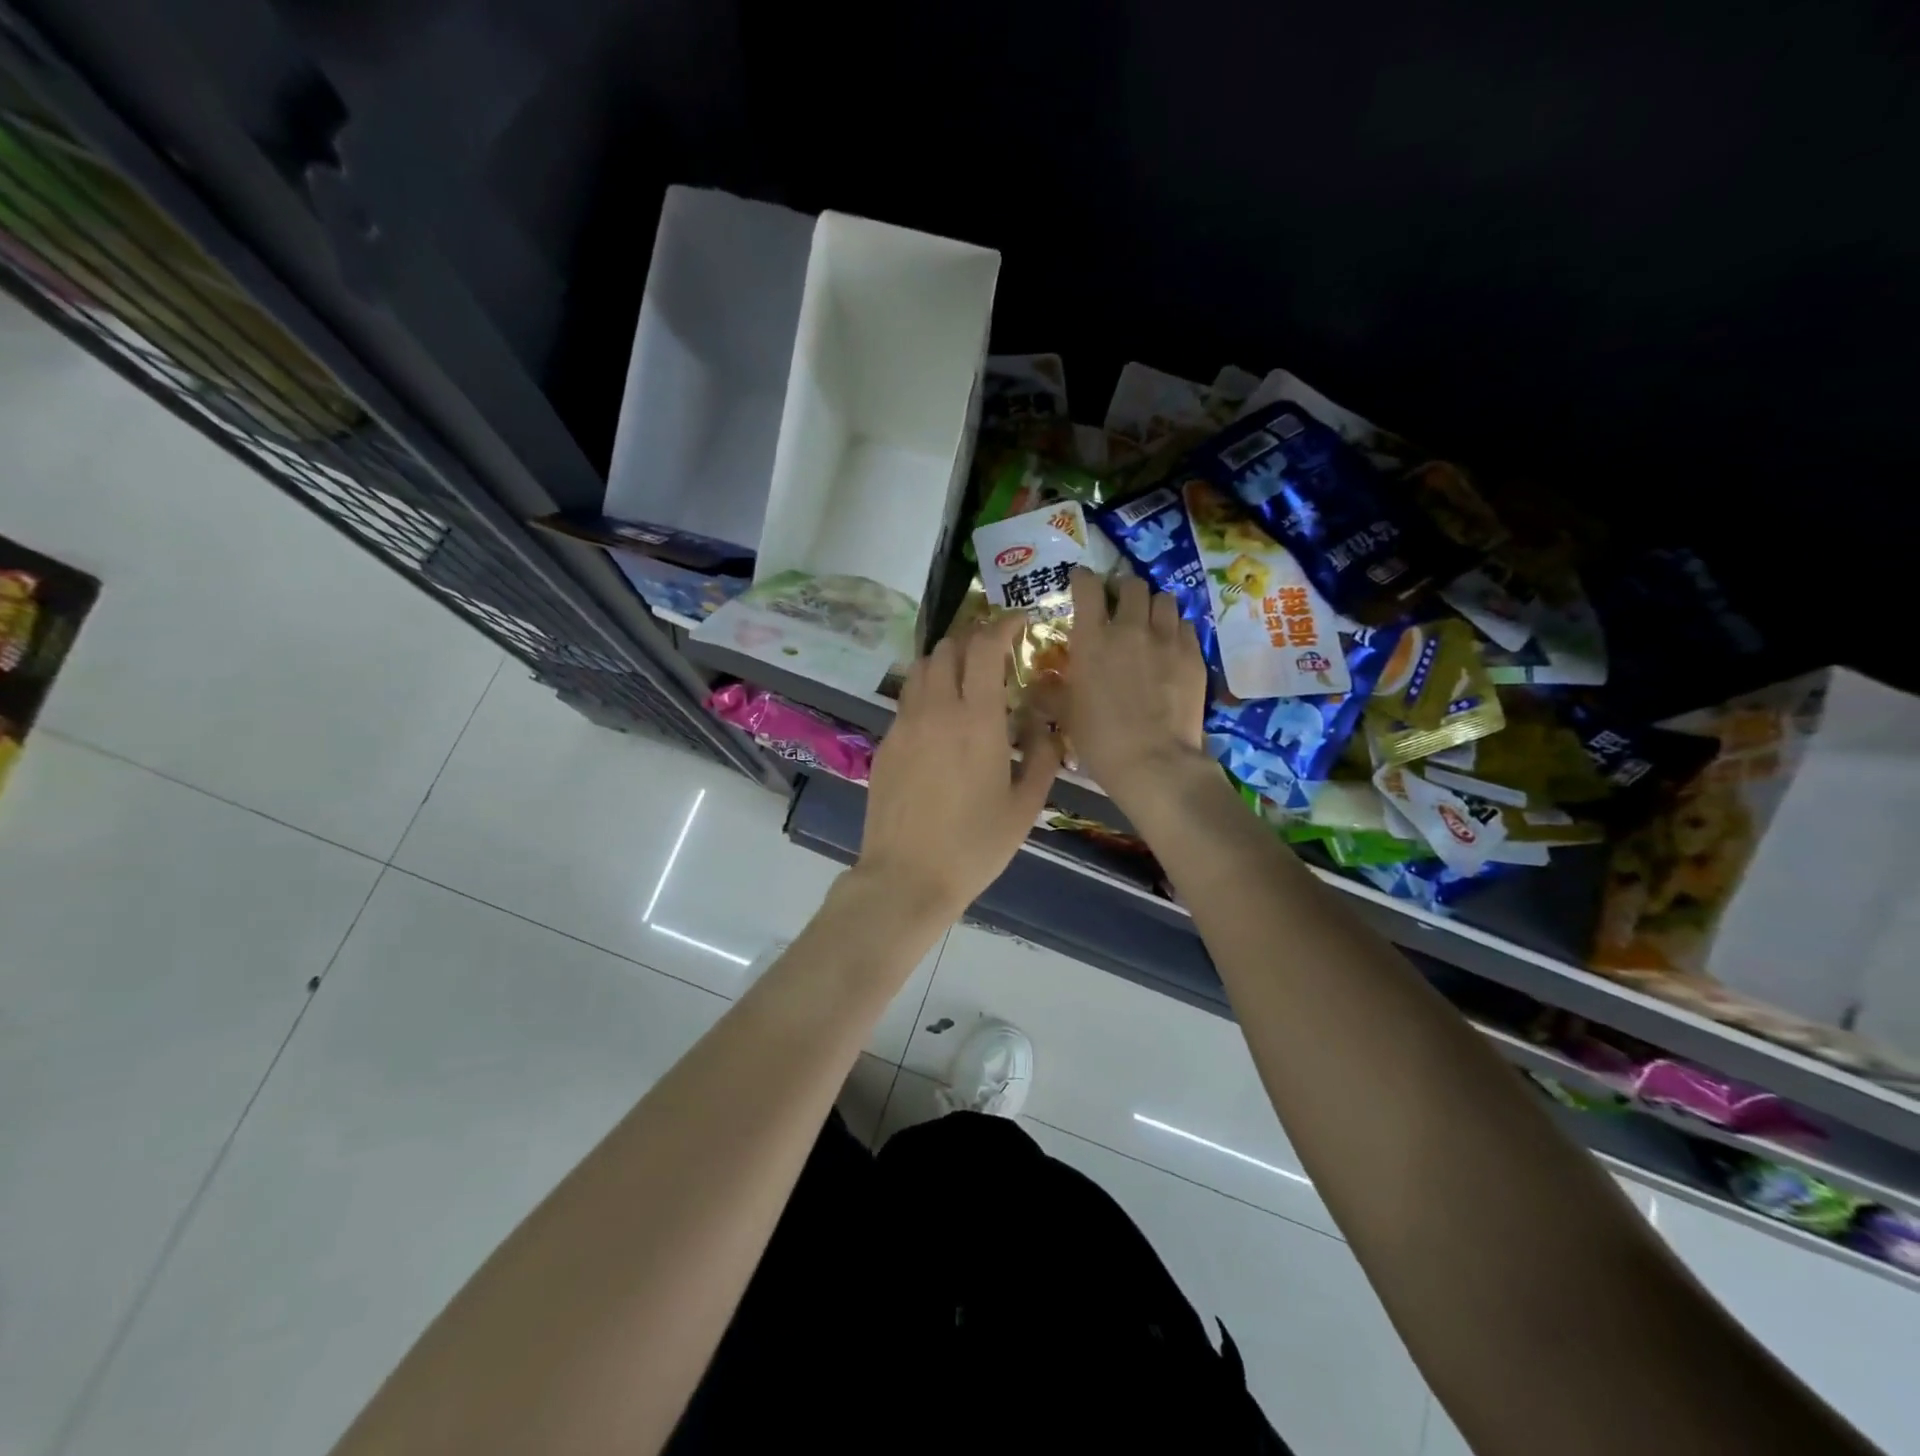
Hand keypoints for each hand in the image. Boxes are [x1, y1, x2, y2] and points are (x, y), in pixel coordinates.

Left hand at [855, 615, 1062, 921]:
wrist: (906, 877)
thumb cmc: (975, 845)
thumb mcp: (1025, 805)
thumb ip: (1042, 755)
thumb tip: (1046, 723)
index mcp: (975, 719)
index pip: (984, 648)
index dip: (1002, 625)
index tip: (1019, 622)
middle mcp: (935, 710)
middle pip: (947, 648)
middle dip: (974, 638)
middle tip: (995, 652)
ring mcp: (904, 725)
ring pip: (922, 669)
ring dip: (947, 660)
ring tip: (967, 678)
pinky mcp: (886, 744)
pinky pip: (908, 700)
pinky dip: (928, 691)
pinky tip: (942, 718)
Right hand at [1062, 567, 1208, 800]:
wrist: (1153, 761)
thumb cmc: (1099, 739)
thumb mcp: (1065, 714)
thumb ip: (1051, 691)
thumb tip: (1039, 683)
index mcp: (1092, 639)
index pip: (1087, 586)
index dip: (1083, 578)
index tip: (1082, 581)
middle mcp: (1129, 628)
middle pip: (1131, 585)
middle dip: (1124, 590)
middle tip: (1120, 606)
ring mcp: (1165, 638)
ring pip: (1164, 599)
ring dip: (1153, 606)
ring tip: (1149, 622)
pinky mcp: (1193, 654)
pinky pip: (1186, 624)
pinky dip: (1175, 628)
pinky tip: (1171, 645)